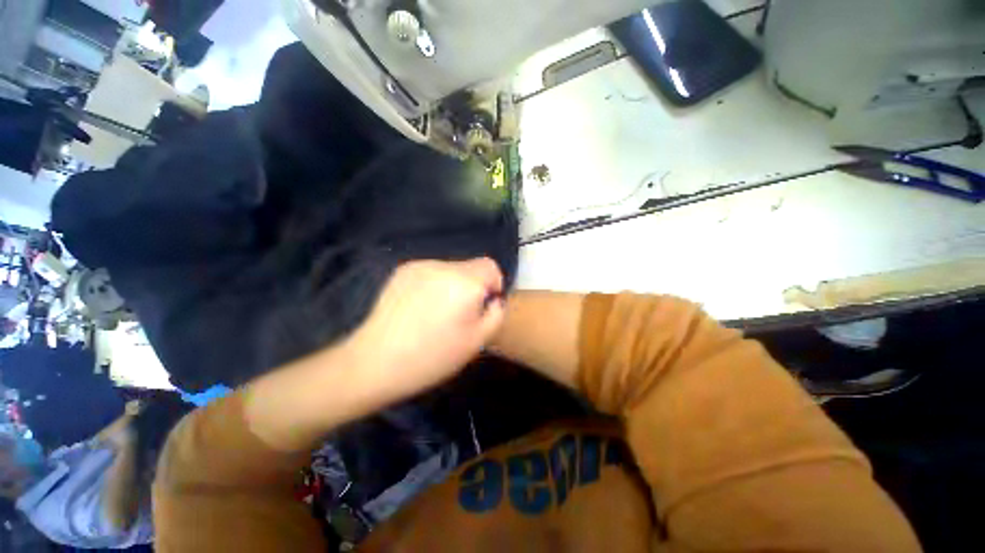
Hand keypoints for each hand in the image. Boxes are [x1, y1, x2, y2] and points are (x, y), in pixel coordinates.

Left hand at [347, 258, 504, 404]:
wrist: (377, 361)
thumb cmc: (434, 356)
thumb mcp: (478, 341)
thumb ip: (496, 314)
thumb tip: (492, 299)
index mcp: (465, 282)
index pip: (490, 266)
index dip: (493, 284)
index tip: (484, 305)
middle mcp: (443, 266)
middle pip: (470, 267)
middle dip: (473, 286)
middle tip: (460, 314)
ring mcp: (420, 265)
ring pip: (450, 269)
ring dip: (453, 285)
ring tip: (437, 312)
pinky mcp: (402, 270)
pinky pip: (431, 272)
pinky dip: (434, 284)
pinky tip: (420, 307)